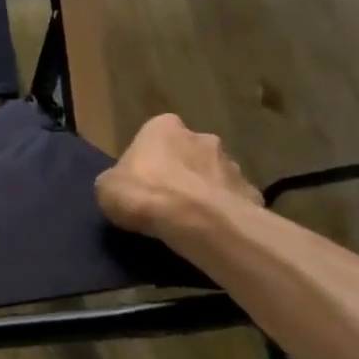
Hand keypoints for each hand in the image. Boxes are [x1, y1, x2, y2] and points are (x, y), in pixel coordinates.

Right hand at [96, 114, 261, 236]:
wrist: (196, 221)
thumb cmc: (144, 194)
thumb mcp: (107, 188)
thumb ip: (117, 180)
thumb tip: (124, 186)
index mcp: (163, 127)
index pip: (155, 135)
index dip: (147, 158)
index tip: (142, 181)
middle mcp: (201, 137)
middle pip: (188, 153)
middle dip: (181, 171)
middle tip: (167, 200)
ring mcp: (231, 164)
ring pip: (213, 176)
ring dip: (204, 191)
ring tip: (190, 220)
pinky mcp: (251, 193)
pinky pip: (233, 201)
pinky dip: (224, 212)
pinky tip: (212, 231)